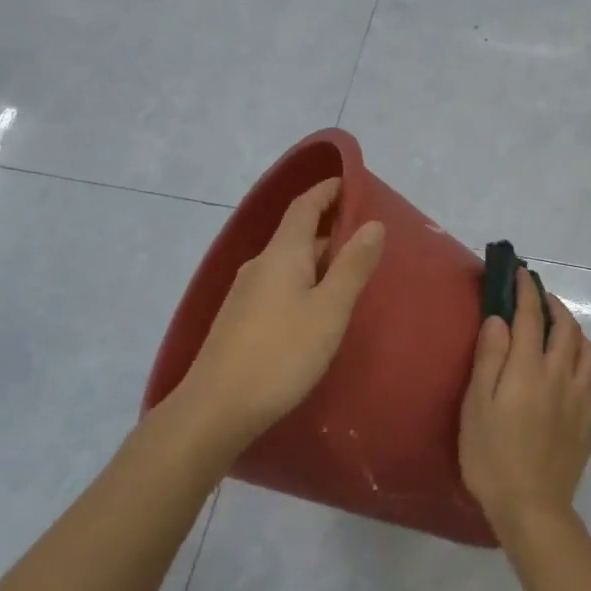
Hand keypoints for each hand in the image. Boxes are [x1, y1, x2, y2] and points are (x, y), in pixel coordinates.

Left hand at [175, 178, 384, 453]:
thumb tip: (374, 222)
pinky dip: (302, 280)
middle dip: (329, 227)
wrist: (216, 408)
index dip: (327, 190)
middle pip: (296, 233)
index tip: (352, 182)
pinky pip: (278, 284)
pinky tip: (315, 306)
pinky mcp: (240, 320)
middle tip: (366, 236)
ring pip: (288, 262)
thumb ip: (352, 266)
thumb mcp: (329, 310)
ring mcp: (245, 293)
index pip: (304, 206)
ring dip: (317, 257)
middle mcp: (259, 265)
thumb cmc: (281, 354)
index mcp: (282, 254)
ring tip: (348, 271)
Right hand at [458, 267, 590, 536]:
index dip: (525, 290)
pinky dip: (584, 361)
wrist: (532, 506)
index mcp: (529, 368)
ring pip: (588, 350)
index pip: (531, 316)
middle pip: (567, 327)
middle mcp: (561, 375)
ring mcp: (581, 398)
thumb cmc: (491, 456)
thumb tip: (499, 319)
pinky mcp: (590, 420)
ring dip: (574, 330)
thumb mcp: (476, 406)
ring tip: (558, 329)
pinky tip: (573, 370)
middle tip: (537, 296)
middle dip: (553, 304)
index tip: (520, 273)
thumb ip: (490, 358)